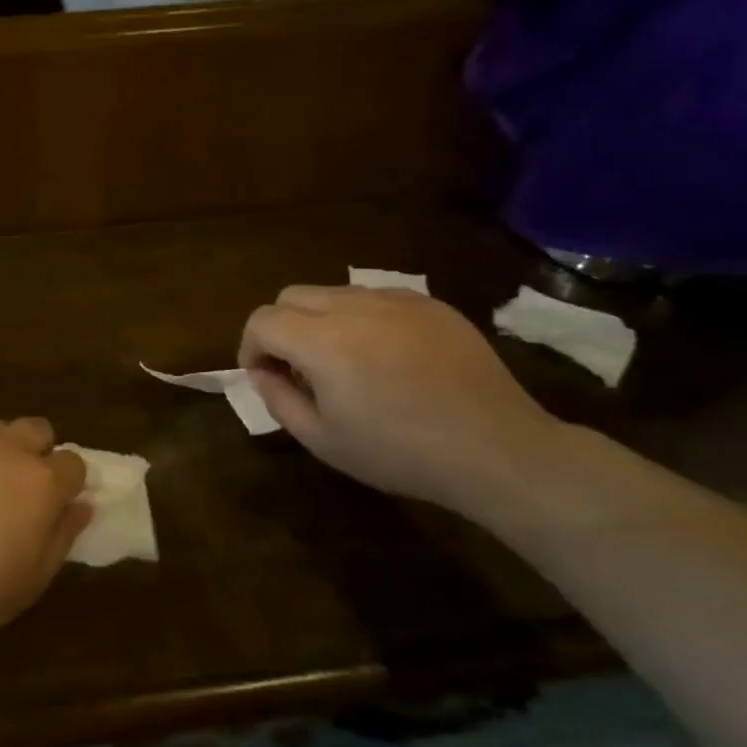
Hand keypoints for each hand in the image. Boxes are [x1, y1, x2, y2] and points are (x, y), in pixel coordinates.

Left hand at [0, 418, 90, 644]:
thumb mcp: (33, 580)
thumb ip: (63, 535)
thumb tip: (82, 505)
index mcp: (40, 481)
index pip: (73, 462)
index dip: (66, 482)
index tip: (54, 503)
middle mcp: (4, 447)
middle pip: (36, 428)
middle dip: (35, 451)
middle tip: (15, 488)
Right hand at [239, 285, 566, 514]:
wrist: (495, 449)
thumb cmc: (400, 453)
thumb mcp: (323, 440)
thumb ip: (278, 399)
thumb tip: (262, 371)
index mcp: (322, 342)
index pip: (262, 320)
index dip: (251, 346)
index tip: (263, 375)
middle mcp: (354, 307)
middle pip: (292, 296)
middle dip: (281, 327)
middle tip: (297, 368)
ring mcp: (396, 300)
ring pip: (334, 293)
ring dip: (320, 320)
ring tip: (343, 362)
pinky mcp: (430, 304)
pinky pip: (376, 298)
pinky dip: (362, 319)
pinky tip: (385, 357)